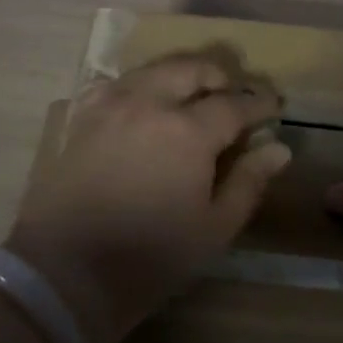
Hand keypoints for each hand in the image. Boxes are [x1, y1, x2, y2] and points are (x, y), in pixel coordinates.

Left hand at [7, 52, 288, 342]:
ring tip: (193, 95)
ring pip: (155, 67)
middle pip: (193, 68)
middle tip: (233, 95)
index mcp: (188, 130)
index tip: (274, 106)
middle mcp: (150, 102)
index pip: (234, 104)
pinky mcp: (83, 116)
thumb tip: (279, 148)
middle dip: (220, 76)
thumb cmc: (150, 258)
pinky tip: (145, 104)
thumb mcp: (213, 229)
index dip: (259, 104)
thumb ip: (248, 182)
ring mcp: (112, 104)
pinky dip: (141, 84)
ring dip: (182, 74)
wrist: (64, 274)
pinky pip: (118, 82)